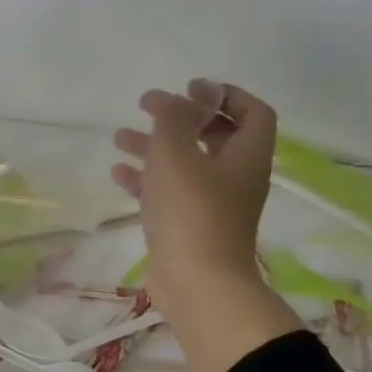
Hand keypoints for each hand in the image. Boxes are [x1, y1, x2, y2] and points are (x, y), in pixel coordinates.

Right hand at [113, 81, 298, 371]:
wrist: (196, 283)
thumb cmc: (190, 210)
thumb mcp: (176, 152)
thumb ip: (177, 117)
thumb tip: (187, 96)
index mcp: (245, 156)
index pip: (253, 112)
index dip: (225, 94)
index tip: (190, 88)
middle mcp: (234, 178)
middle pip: (214, 136)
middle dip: (180, 117)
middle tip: (147, 105)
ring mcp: (212, 205)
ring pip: (185, 164)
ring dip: (155, 146)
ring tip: (119, 137)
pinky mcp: (188, 227)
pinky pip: (168, 193)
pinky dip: (145, 178)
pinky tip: (118, 173)